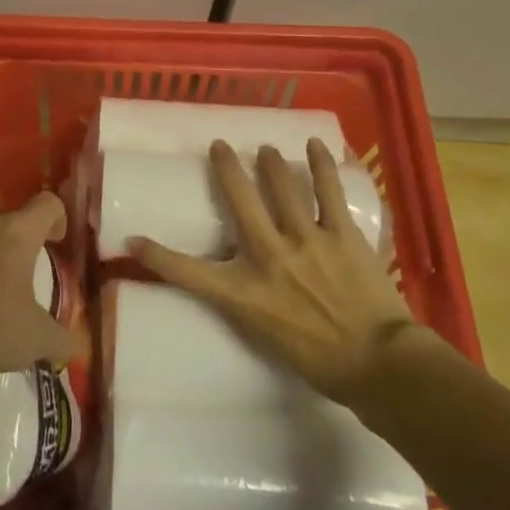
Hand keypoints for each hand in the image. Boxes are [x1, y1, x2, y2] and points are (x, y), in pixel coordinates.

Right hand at [129, 139, 425, 409]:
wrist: (377, 364)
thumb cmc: (316, 359)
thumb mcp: (263, 334)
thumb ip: (244, 300)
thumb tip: (235, 279)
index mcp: (244, 291)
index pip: (187, 272)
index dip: (156, 255)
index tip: (133, 239)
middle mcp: (268, 256)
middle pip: (237, 200)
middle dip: (225, 168)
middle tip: (219, 146)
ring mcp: (305, 239)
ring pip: (280, 186)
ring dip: (270, 162)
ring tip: (266, 149)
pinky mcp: (340, 233)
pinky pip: (327, 190)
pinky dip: (319, 164)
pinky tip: (313, 145)